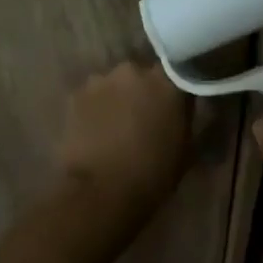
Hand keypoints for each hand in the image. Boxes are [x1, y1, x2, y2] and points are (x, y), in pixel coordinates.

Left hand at [56, 60, 193, 225]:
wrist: (100, 192)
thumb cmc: (153, 173)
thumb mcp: (186, 147)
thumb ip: (186, 116)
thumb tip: (183, 106)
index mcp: (167, 81)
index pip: (178, 71)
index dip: (176, 88)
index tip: (176, 104)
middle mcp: (134, 70)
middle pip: (142, 75)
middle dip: (144, 91)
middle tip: (145, 117)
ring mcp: (101, 80)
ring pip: (115, 84)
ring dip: (118, 98)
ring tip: (117, 125)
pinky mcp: (75, 95)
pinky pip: (92, 96)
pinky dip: (96, 108)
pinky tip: (96, 130)